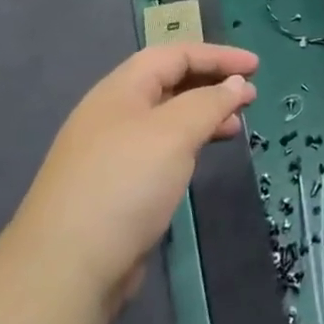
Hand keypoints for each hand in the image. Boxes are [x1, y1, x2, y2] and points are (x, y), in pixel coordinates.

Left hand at [10, 43, 258, 312]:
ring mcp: (110, 152)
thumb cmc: (125, 184)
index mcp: (121, 89)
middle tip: (249, 96)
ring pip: (165, 119)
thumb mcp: (174, 133)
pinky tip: (201, 159)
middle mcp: (113, 113)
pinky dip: (187, 145)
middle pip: (168, 83)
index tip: (256, 67)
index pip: (174, 55)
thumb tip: (235, 84)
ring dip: (202, 116)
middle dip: (211, 84)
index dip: (217, 56)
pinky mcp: (114, 188)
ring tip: (235, 127)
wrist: (67, 268)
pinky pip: (159, 150)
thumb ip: (209, 102)